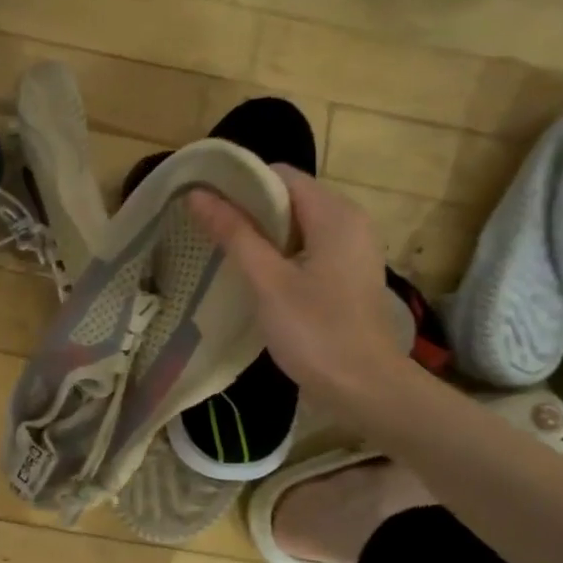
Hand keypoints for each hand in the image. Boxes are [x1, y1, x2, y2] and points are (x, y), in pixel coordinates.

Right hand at [189, 165, 414, 406]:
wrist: (365, 388)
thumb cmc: (315, 332)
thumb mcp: (268, 281)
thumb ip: (234, 234)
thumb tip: (198, 194)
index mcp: (334, 214)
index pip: (280, 175)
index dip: (240, 183)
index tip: (203, 202)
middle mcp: (349, 221)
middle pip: (289, 197)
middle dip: (247, 208)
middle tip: (205, 228)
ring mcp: (351, 249)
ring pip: (296, 225)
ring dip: (260, 233)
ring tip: (220, 250)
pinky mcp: (346, 274)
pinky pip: (306, 248)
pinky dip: (278, 253)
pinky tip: (252, 274)